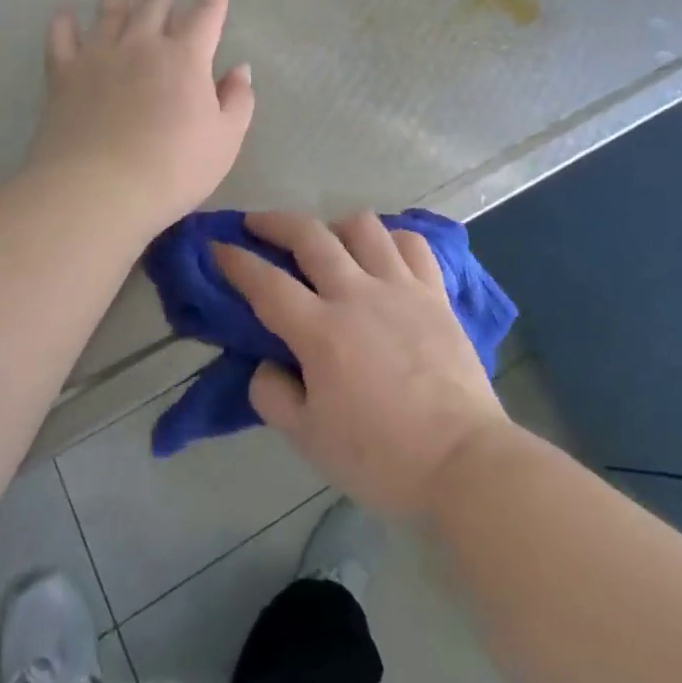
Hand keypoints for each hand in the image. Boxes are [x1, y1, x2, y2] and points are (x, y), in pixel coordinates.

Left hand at [27, 0, 254, 234]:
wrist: (99, 189)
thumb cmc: (173, 168)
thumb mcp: (225, 140)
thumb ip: (238, 101)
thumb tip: (240, 69)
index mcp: (185, 58)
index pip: (205, 17)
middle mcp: (142, 46)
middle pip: (153, 0)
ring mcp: (99, 58)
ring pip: (109, 11)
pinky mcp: (64, 77)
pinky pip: (62, 42)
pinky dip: (62, 25)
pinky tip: (63, 13)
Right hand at [215, 211, 511, 518]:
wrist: (463, 460)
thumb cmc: (381, 457)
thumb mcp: (310, 441)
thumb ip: (274, 397)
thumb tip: (266, 365)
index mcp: (321, 332)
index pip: (266, 284)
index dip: (236, 261)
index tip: (218, 246)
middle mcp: (357, 294)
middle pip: (310, 236)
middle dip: (276, 222)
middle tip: (257, 223)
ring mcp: (400, 287)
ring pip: (363, 227)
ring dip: (336, 225)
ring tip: (328, 241)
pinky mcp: (435, 292)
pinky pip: (412, 244)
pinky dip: (391, 239)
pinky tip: (383, 253)